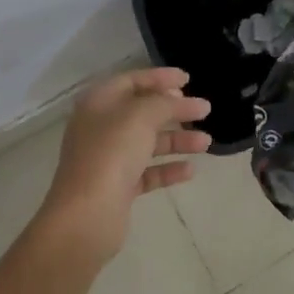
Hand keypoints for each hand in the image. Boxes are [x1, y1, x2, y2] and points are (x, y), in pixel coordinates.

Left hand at [38, 67, 211, 261]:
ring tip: (207, 142)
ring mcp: (108, 159)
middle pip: (143, 112)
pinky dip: (168, 169)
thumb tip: (186, 101)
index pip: (132, 80)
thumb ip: (167, 103)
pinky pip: (147, 171)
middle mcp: (101, 128)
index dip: (161, 77)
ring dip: (178, 140)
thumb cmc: (111, 153)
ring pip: (148, 142)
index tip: (188, 80)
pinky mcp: (117, 187)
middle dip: (174, 110)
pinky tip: (190, 170)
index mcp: (99, 103)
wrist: (87, 216)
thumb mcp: (142, 116)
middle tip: (202, 110)